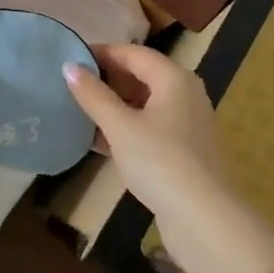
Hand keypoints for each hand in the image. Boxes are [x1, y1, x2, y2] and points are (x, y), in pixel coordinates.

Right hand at [63, 44, 241, 255]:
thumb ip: (93, 95)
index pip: (133, 52)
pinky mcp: (182, 151)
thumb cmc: (161, 162)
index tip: (70, 57)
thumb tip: (68, 66)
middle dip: (106, 79)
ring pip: (143, 104)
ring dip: (112, 106)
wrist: (205, 220)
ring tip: (77, 109)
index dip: (101, 52)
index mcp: (174, 78)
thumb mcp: (120, 126)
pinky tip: (96, 140)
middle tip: (69, 84)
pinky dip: (124, 129)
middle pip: (140, 76)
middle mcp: (184, 94)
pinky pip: (148, 128)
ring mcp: (186, 124)